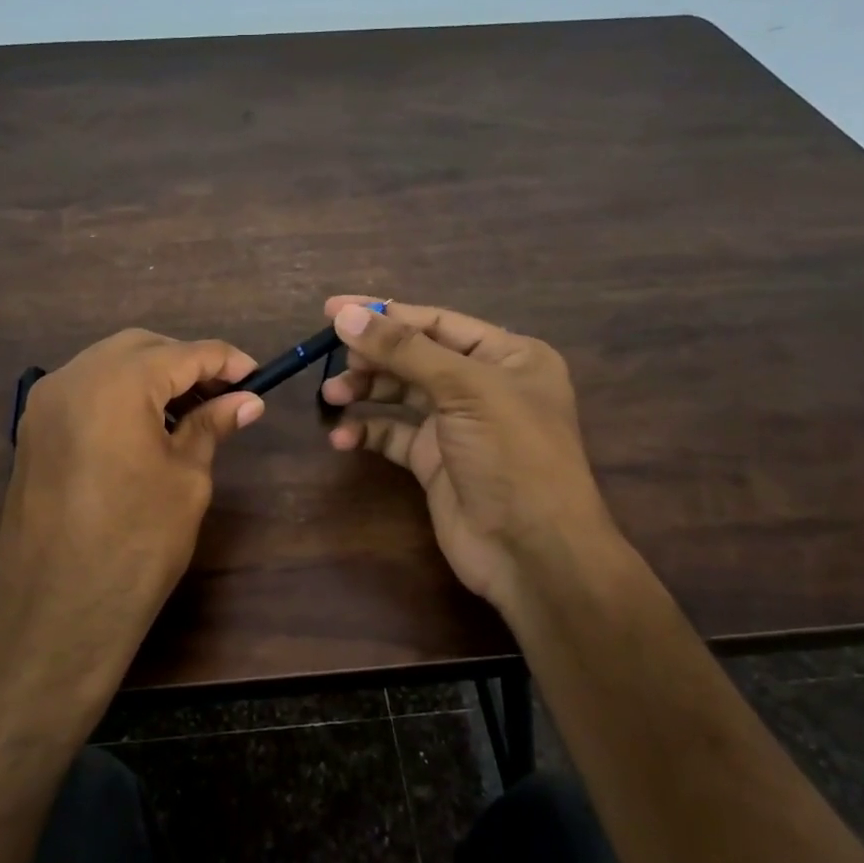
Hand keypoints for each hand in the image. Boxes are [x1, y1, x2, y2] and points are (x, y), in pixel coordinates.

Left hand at [0, 330, 264, 708]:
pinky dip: (119, 395)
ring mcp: (43, 404)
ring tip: (189, 411)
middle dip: (186, 363)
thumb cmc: (137, 545)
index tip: (259, 376)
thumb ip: (211, 426)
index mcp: (116, 383)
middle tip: (225, 395)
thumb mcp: (187, 479)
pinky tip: (146, 427)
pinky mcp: (31, 432)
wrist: (59, 613)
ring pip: (107, 365)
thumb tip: (246, 400)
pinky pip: (84, 392)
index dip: (226, 361)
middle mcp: (72, 378)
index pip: (184, 353)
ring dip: (151, 377)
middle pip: (141, 348)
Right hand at [320, 297, 616, 630]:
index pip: (437, 323)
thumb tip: (345, 316)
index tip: (332, 310)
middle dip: (373, 356)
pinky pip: (394, 436)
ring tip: (331, 396)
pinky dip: (367, 432)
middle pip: (416, 357)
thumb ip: (404, 350)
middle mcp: (484, 385)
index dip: (385, 314)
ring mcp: (458, 426)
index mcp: (508, 356)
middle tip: (333, 360)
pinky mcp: (436, 463)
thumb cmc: (511, 454)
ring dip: (366, 392)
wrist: (532, 551)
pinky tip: (342, 438)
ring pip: (401, 395)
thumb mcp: (464, 390)